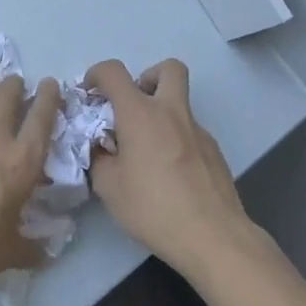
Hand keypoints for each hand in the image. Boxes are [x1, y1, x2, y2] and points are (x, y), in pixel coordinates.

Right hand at [85, 58, 249, 277]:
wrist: (213, 236)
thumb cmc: (153, 208)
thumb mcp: (108, 187)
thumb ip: (99, 158)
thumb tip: (102, 148)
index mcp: (141, 114)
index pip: (114, 71)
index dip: (97, 74)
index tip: (90, 94)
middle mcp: (172, 112)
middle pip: (168, 68)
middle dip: (147, 76)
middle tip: (133, 105)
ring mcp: (199, 130)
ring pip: (180, 103)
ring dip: (161, 112)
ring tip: (146, 149)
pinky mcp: (215, 151)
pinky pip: (190, 131)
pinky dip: (175, 139)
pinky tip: (169, 173)